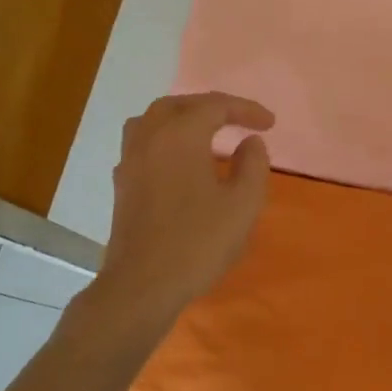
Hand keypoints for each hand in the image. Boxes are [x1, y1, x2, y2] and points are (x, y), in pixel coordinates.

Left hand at [95, 92, 272, 331]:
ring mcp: (130, 161)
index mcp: (180, 135)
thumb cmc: (198, 242)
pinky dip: (165, 139)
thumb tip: (250, 142)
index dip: (245, 110)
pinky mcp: (122, 184)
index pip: (216, 106)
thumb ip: (253, 165)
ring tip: (205, 132)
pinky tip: (179, 162)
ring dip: (182, 118)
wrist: (143, 285)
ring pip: (153, 120)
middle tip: (238, 120)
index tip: (270, 124)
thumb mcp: (243, 204)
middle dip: (212, 107)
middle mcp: (150, 138)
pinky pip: (143, 143)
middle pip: (180, 105)